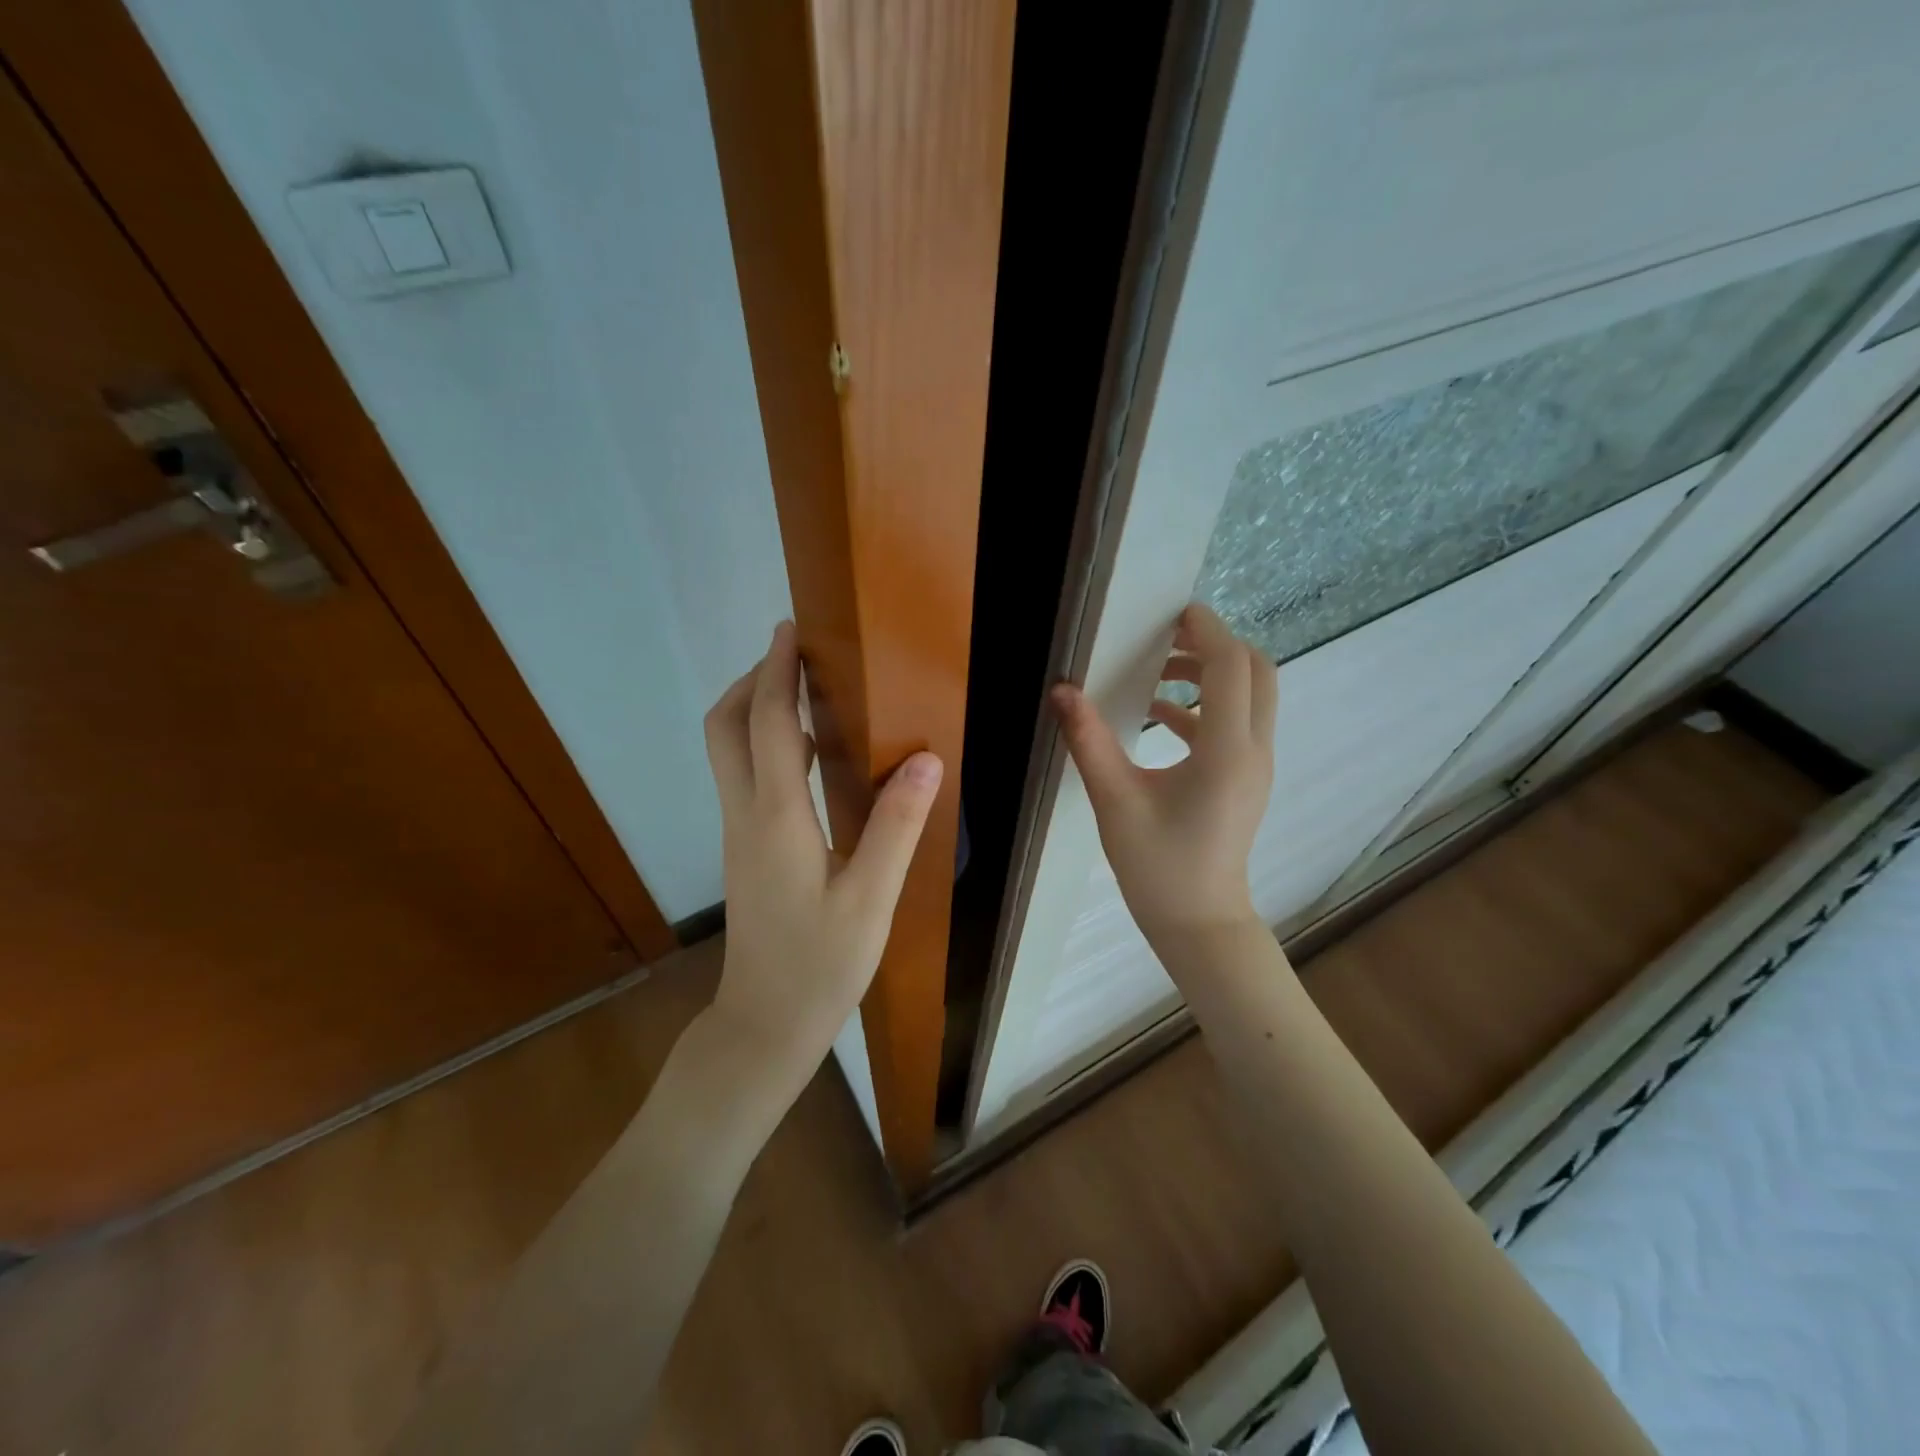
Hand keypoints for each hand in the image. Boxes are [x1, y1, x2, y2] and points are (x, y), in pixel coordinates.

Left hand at [702, 621, 942, 1089]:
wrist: (765, 1023)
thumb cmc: (821, 965)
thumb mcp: (871, 899)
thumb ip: (897, 826)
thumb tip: (924, 757)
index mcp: (777, 818)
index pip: (769, 724)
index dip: (778, 672)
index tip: (791, 630)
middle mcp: (746, 815)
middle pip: (725, 727)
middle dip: (753, 682)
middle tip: (796, 658)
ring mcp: (739, 833)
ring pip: (728, 751)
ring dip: (756, 710)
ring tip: (806, 694)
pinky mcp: (745, 850)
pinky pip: (743, 776)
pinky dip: (765, 745)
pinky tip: (809, 758)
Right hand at [1051, 602, 1276, 954]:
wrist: (1199, 922)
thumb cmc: (1157, 866)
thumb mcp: (1115, 800)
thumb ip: (1089, 740)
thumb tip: (1061, 691)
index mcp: (1227, 751)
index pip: (1230, 666)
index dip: (1205, 630)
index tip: (1172, 612)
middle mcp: (1254, 750)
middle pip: (1257, 671)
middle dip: (1216, 645)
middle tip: (1167, 638)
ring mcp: (1256, 766)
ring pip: (1251, 696)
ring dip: (1211, 674)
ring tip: (1155, 675)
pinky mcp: (1246, 780)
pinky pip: (1237, 725)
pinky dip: (1205, 708)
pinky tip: (1157, 718)